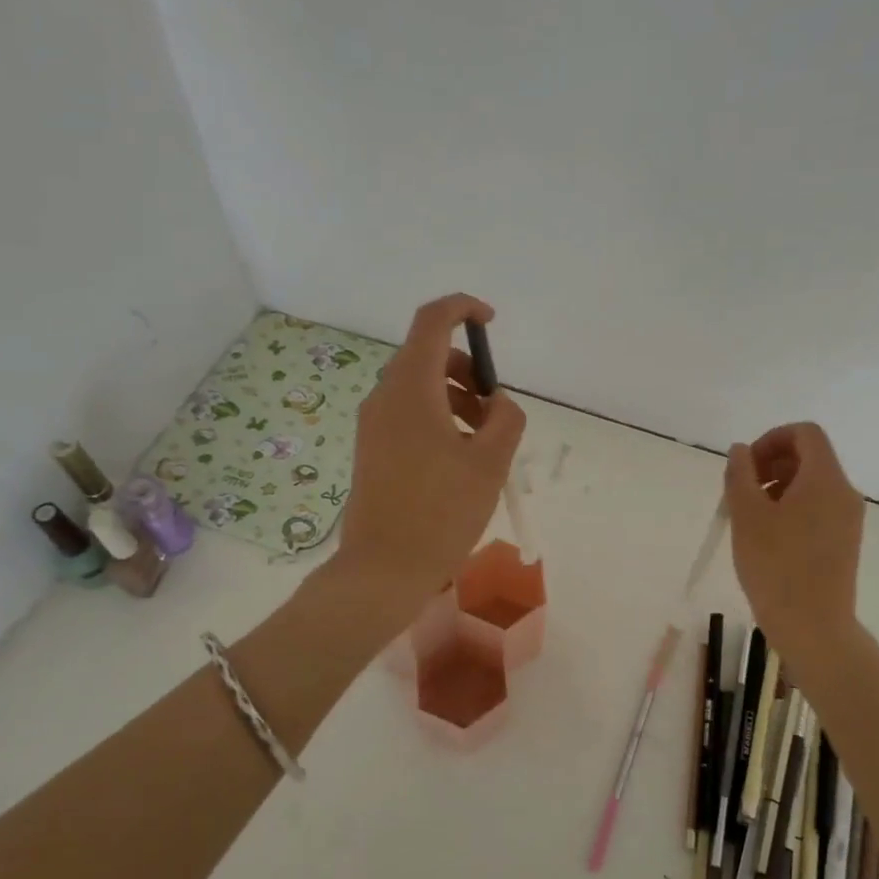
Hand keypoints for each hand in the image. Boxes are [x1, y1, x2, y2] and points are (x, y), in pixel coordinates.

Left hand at [335, 294, 526, 611]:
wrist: (383, 569)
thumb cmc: (441, 512)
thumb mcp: (490, 463)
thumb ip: (506, 419)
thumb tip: (497, 403)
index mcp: (411, 388)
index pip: (432, 320)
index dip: (463, 308)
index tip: (492, 323)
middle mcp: (385, 396)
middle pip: (429, 356)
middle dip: (469, 371)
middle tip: (496, 411)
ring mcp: (374, 424)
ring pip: (421, 388)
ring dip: (458, 399)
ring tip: (485, 444)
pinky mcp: (372, 449)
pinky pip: (409, 415)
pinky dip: (439, 420)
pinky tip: (460, 462)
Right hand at [724, 422, 865, 658]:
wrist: (813, 628)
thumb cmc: (776, 567)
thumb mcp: (747, 516)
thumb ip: (740, 474)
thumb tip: (741, 450)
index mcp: (826, 479)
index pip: (805, 433)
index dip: (771, 439)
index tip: (746, 466)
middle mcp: (844, 493)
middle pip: (809, 457)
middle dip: (771, 465)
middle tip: (741, 493)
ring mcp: (848, 520)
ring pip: (812, 485)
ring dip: (778, 488)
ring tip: (749, 518)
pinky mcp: (844, 543)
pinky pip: (817, 509)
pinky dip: (791, 509)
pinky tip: (768, 538)